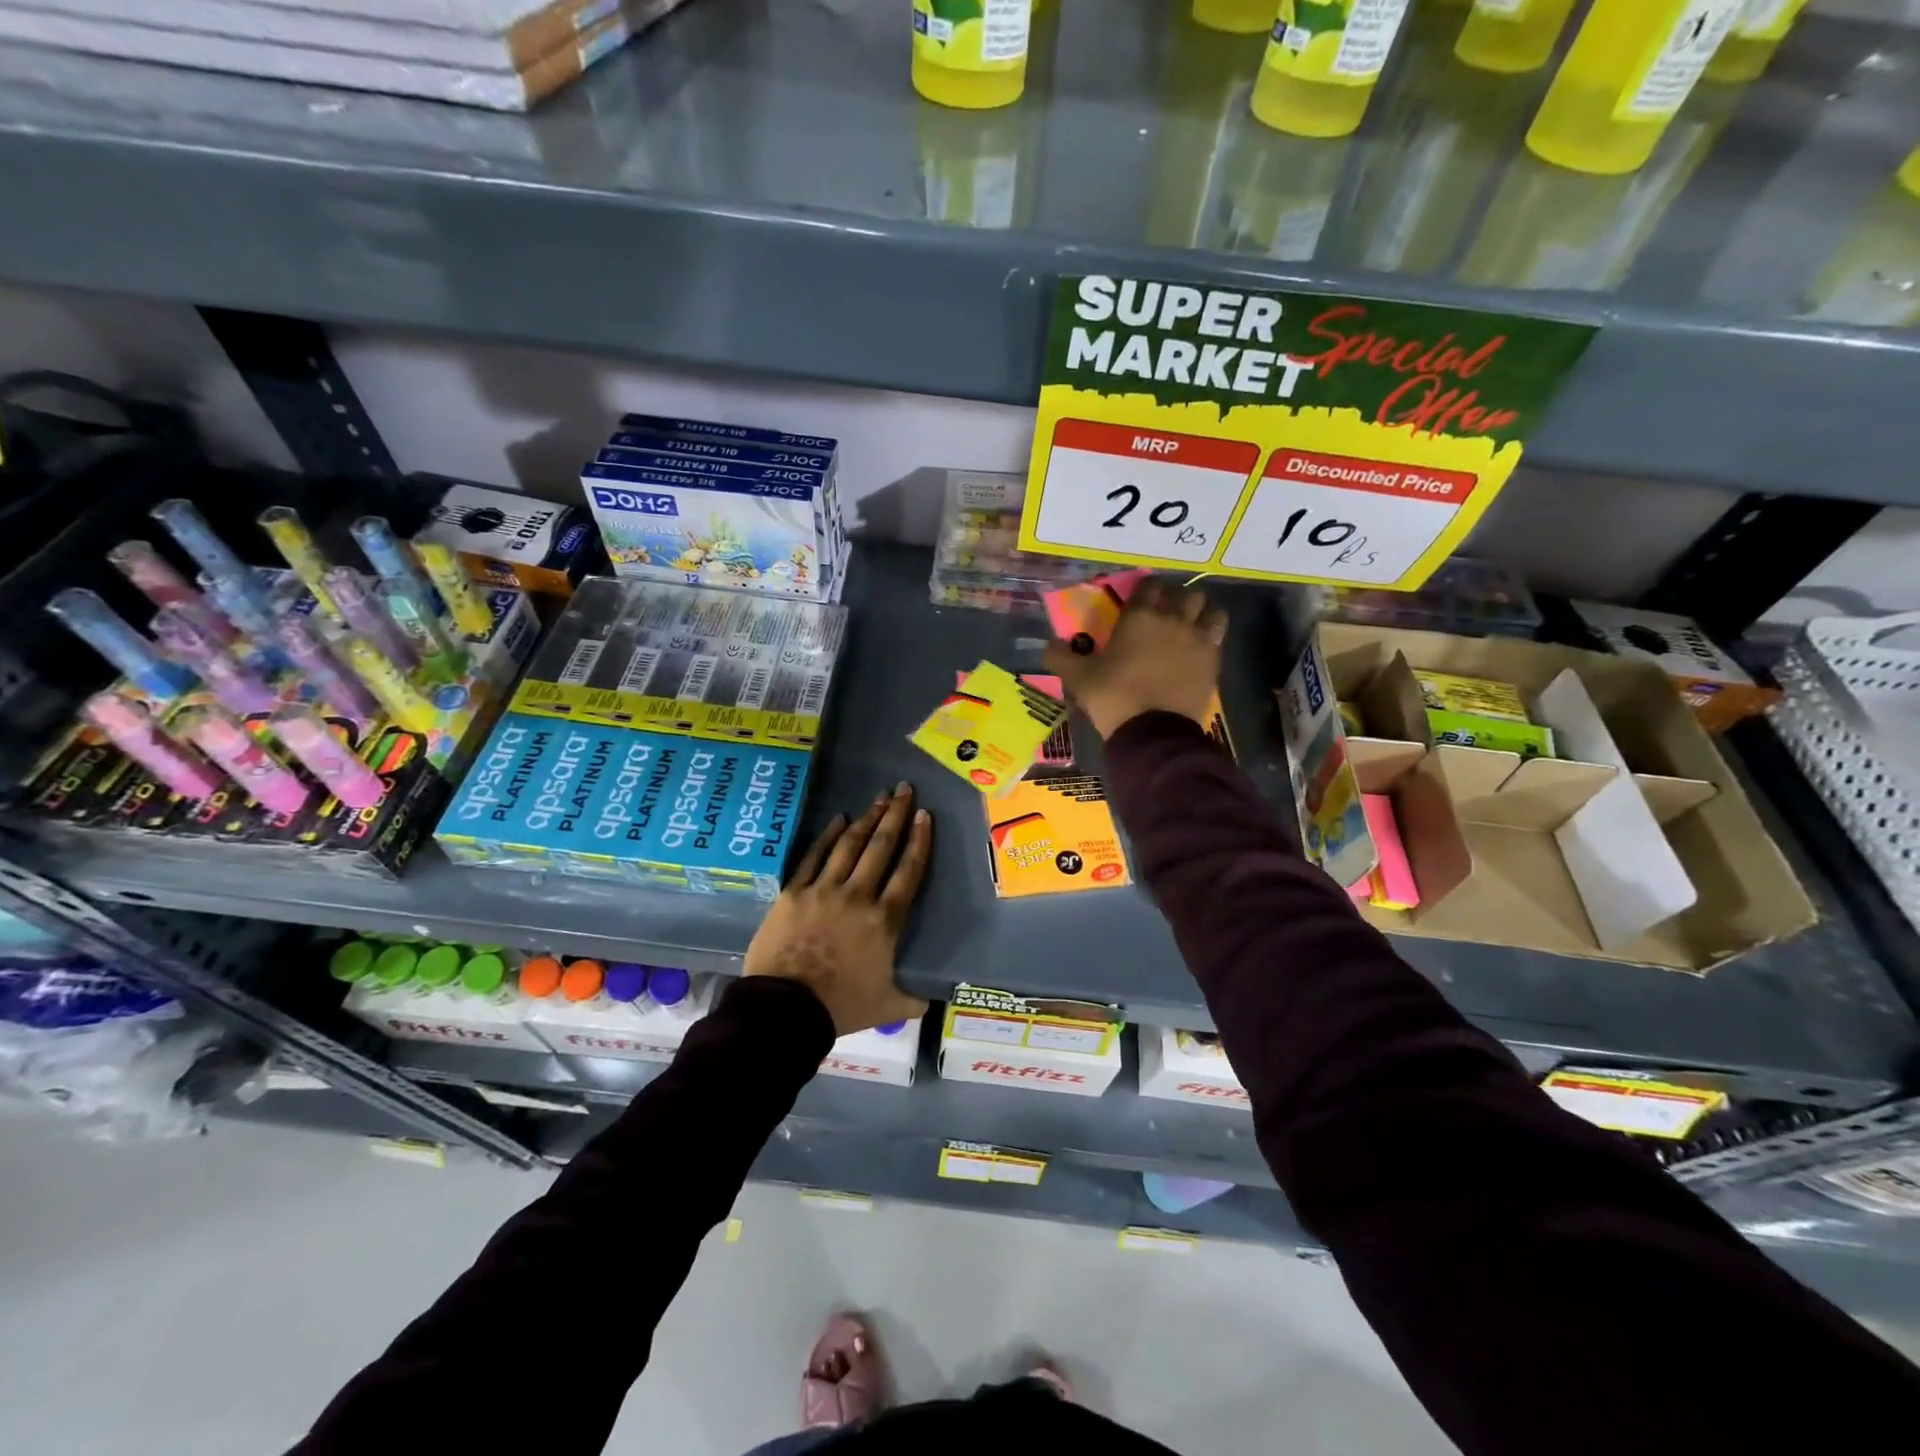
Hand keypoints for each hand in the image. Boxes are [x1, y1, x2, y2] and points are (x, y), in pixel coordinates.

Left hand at [744, 783, 932, 1036]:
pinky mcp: (794, 892)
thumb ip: (911, 999)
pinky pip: (814, 856)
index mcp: (885, 921)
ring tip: (879, 798)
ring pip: (850, 845)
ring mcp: (823, 890)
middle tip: (904, 789)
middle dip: (896, 815)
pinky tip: (838, 819)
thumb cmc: (840, 1007)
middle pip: (881, 847)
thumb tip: (930, 1001)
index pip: (909, 871)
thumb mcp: (886, 1006)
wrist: (784, 1009)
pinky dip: (827, 836)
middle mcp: (858, 896)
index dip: (919, 841)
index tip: (925, 816)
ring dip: (867, 819)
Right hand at [1042, 577, 1226, 738]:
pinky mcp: (1213, 660)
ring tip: (1192, 625)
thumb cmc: (1113, 697)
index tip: (1141, 599)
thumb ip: (1061, 657)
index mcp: (1138, 617)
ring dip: (1202, 614)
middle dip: (1177, 599)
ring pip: (1211, 610)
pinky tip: (1201, 648)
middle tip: (1167, 613)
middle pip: (1185, 593)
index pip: (1149, 586)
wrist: (1152, 730)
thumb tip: (1047, 645)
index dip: (1147, 589)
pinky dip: (1212, 637)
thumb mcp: (1078, 678)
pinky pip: (1219, 636)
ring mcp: (1197, 639)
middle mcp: (1171, 619)